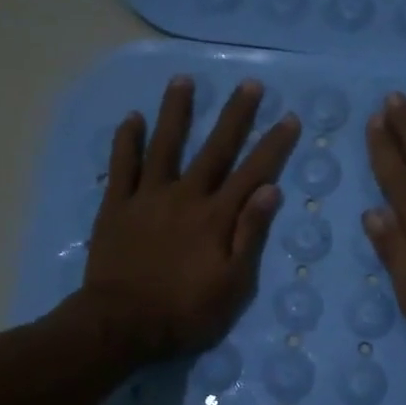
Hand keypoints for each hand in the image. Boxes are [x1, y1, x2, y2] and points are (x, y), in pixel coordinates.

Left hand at [84, 77, 299, 360]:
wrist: (121, 324)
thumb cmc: (185, 312)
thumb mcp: (233, 285)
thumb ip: (249, 235)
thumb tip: (270, 190)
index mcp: (216, 217)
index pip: (253, 173)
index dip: (273, 146)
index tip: (289, 118)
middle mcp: (185, 196)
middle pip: (214, 149)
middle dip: (235, 116)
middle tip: (249, 85)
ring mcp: (147, 197)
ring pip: (165, 146)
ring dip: (176, 112)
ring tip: (184, 80)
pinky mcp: (115, 206)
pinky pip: (121, 166)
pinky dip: (127, 141)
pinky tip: (132, 118)